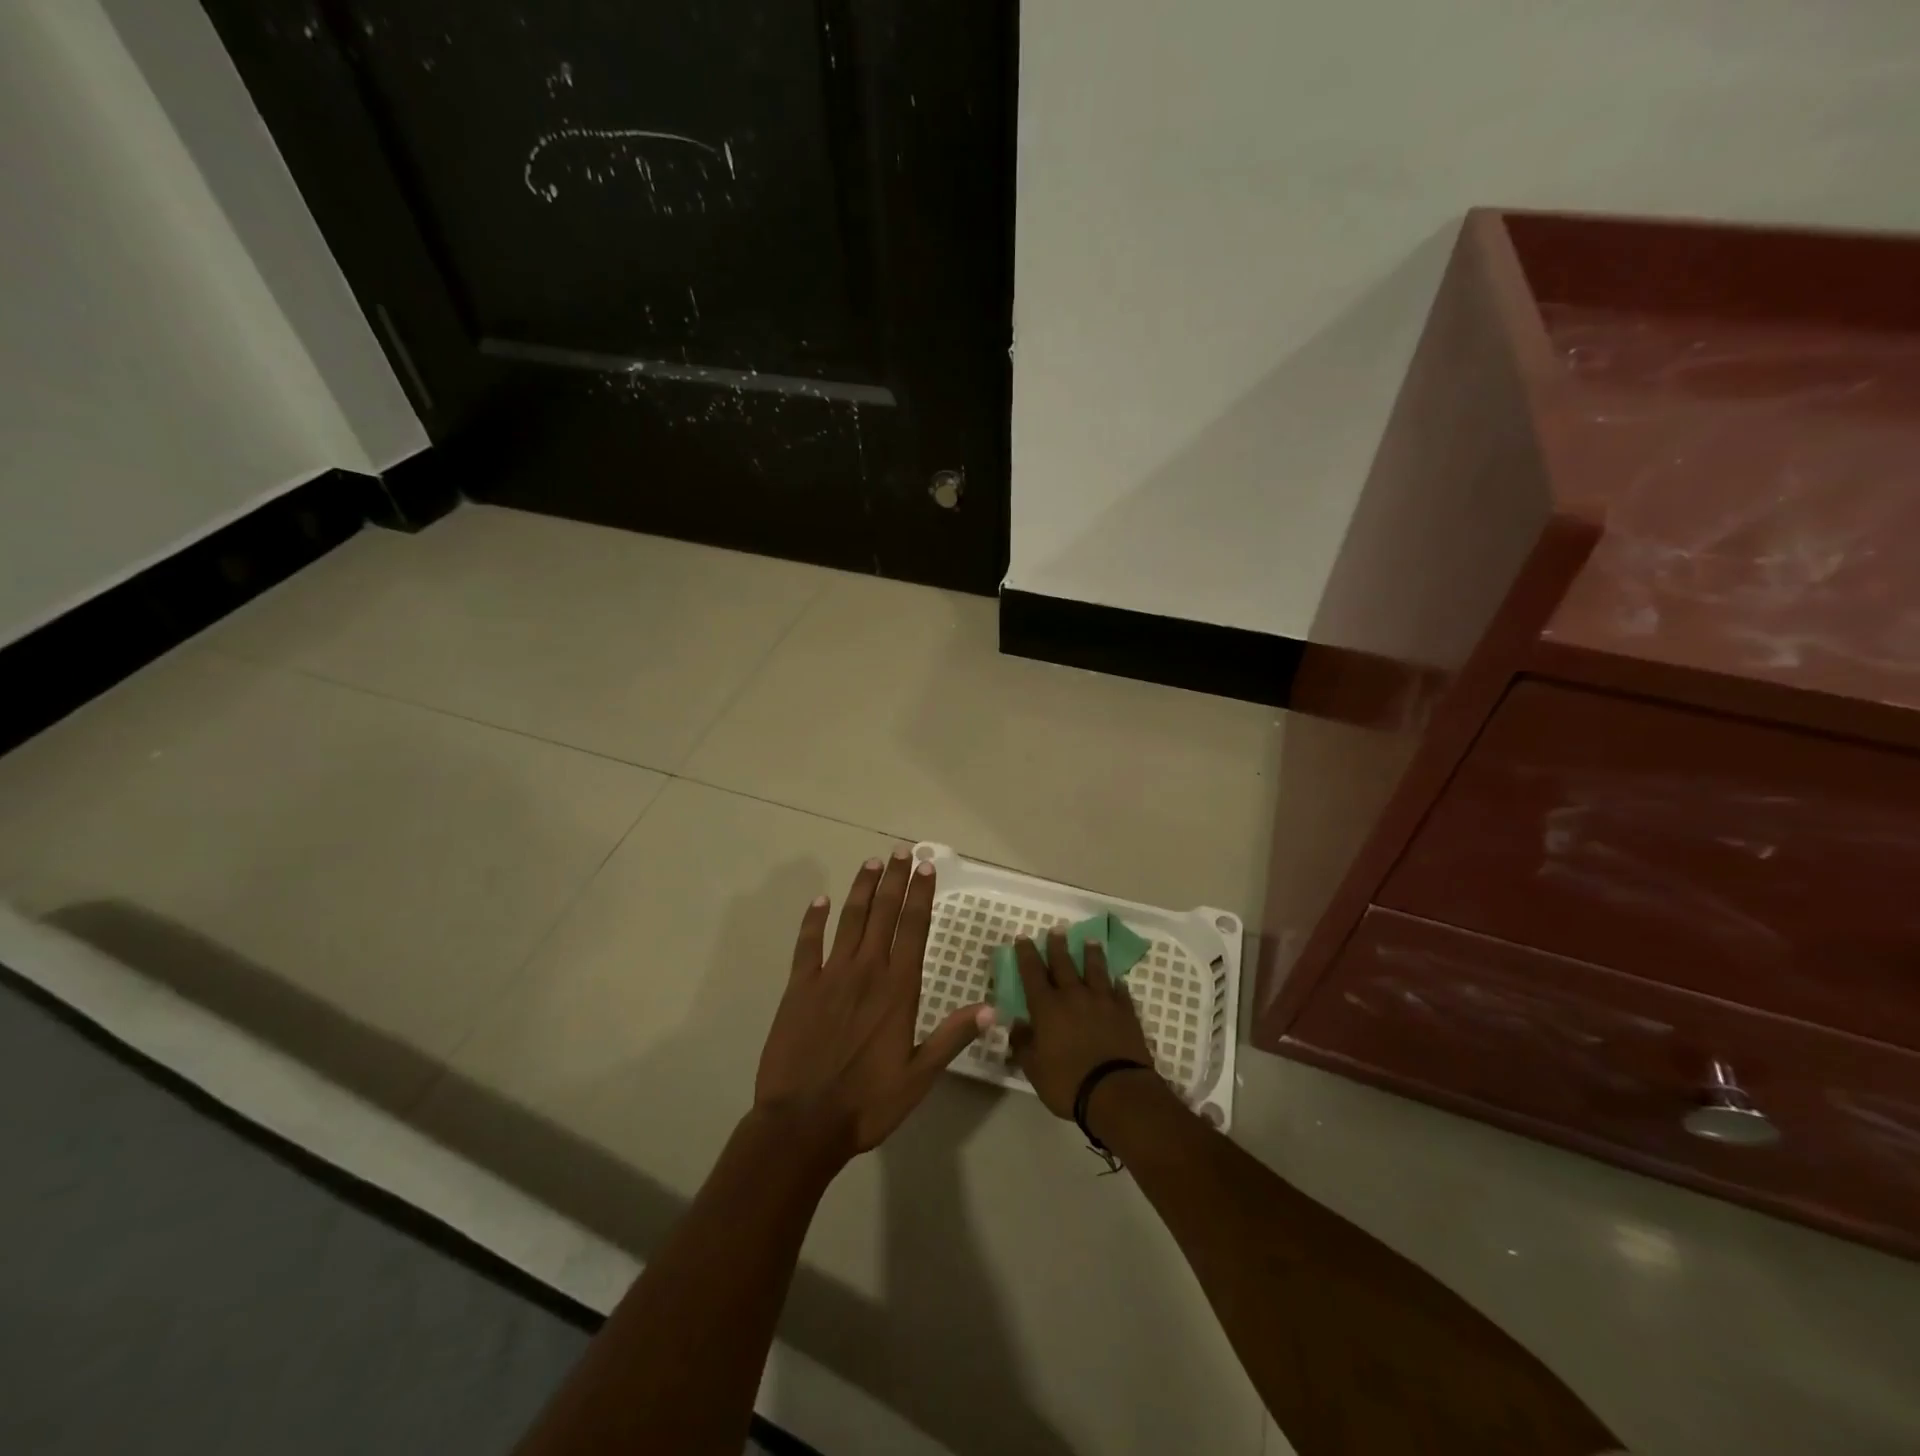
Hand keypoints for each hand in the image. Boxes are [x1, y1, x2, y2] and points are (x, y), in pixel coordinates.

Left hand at [754, 849, 991, 1160]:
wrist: (803, 1123)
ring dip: (862, 889)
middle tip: (901, 851)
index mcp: (898, 989)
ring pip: (849, 920)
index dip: (921, 895)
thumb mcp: (919, 1077)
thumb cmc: (867, 1104)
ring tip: (871, 862)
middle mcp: (866, 971)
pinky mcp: (799, 987)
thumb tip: (990, 1009)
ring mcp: (829, 975)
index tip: (926, 867)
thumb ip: (951, 1038)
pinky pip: (807, 944)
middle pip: (884, 914)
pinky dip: (813, 920)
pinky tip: (820, 900)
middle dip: (894, 880)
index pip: (913, 928)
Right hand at [1007, 930, 1157, 1119]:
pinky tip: (1117, 980)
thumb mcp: (1034, 1068)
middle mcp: (1074, 996)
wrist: (1117, 1092)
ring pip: (1095, 970)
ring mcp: (1103, 1002)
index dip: (1026, 954)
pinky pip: (1120, 992)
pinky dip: (1117, 984)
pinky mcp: (1126, 1013)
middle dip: (1058, 946)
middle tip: (1057, 929)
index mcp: (1047, 1007)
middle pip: (1064, 964)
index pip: (1032, 973)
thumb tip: (1016, 1024)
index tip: (1022, 938)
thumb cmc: (1068, 1082)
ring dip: (1091, 954)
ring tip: (1090, 941)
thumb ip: (1023, 1043)